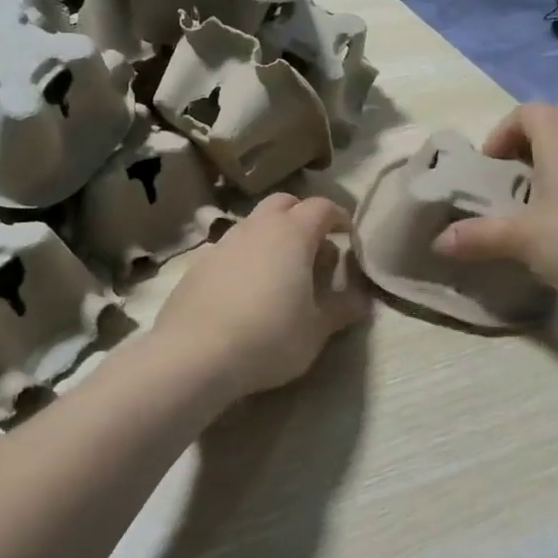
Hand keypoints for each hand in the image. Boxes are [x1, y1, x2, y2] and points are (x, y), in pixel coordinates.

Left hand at [153, 194, 368, 401]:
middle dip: (303, 216)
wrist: (195, 354)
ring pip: (254, 223)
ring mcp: (224, 242)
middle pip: (284, 203)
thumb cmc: (269, 337)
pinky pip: (230, 248)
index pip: (322, 207)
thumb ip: (342, 310)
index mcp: (292, 234)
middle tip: (315, 247)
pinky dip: (245, 257)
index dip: (340, 217)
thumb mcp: (316, 330)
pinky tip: (246, 288)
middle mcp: (257, 227)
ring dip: (272, 236)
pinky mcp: (198, 263)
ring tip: (281, 270)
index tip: (349, 236)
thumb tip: (362, 301)